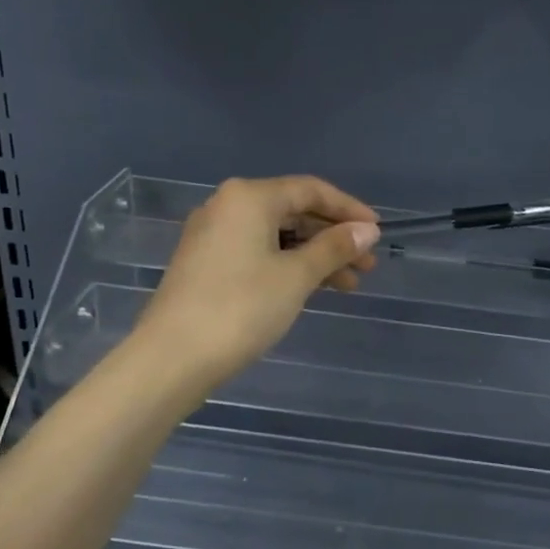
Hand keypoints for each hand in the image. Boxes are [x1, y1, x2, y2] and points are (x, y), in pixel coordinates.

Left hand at [136, 176, 379, 384]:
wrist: (172, 358)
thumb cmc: (241, 308)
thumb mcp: (297, 276)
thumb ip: (335, 248)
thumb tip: (367, 230)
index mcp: (249, 197)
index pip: (311, 190)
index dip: (348, 209)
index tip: (378, 233)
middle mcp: (228, 206)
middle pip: (293, 211)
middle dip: (333, 237)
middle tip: (366, 266)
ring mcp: (213, 235)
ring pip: (277, 235)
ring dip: (314, 256)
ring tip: (348, 286)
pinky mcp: (206, 263)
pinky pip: (258, 252)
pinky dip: (288, 265)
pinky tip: (311, 288)